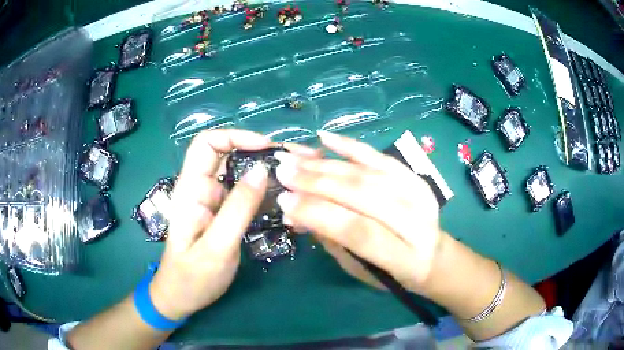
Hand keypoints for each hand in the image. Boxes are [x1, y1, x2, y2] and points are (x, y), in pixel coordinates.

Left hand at [148, 129, 318, 319]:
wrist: (181, 297)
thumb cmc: (193, 277)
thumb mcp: (217, 246)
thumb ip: (238, 208)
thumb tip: (263, 170)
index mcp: (190, 189)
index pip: (207, 143)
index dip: (235, 136)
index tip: (266, 147)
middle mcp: (200, 187)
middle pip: (226, 153)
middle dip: (257, 150)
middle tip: (290, 160)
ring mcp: (212, 200)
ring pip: (237, 172)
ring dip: (263, 169)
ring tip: (293, 176)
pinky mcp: (222, 212)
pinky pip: (243, 192)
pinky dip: (262, 189)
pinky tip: (281, 197)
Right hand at [274, 131, 442, 294]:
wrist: (434, 257)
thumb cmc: (392, 273)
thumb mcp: (360, 269)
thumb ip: (330, 240)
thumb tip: (294, 212)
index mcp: (404, 256)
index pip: (357, 230)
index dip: (319, 213)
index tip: (284, 201)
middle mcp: (416, 221)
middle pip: (363, 194)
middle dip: (317, 182)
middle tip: (283, 171)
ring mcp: (419, 194)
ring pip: (368, 172)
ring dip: (326, 164)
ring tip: (294, 156)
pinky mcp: (416, 177)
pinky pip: (381, 156)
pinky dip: (351, 146)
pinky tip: (325, 138)